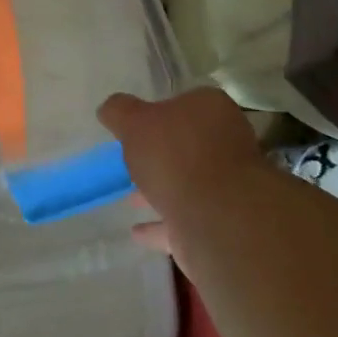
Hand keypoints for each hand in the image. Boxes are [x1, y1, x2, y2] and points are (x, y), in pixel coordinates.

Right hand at [97, 88, 265, 248]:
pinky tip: (137, 232)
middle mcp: (226, 143)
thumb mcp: (135, 122)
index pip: (185, 103)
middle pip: (188, 145)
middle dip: (161, 155)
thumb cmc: (175, 155)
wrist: (216, 218)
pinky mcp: (221, 224)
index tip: (136, 128)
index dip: (159, 113)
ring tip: (130, 199)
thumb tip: (109, 108)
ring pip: (188, 184)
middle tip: (132, 162)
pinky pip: (185, 221)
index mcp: (211, 109)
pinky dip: (161, 226)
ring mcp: (227, 186)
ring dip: (161, 190)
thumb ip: (119, 111)